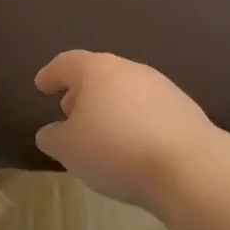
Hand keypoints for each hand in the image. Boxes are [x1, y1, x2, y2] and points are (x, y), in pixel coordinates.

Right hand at [33, 51, 212, 207]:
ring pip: (125, 91)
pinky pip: (147, 109)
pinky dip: (133, 120)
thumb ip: (53, 137)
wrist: (188, 166)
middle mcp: (130, 69)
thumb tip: (51, 132)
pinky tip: (131, 145)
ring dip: (109, 107)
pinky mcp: (184, 108)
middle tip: (69, 112)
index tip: (41, 86)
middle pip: (98, 74)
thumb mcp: (69, 149)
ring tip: (100, 134)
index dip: (51, 74)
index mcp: (97, 70)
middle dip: (81, 92)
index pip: (66, 63)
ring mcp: (161, 86)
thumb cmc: (115, 149)